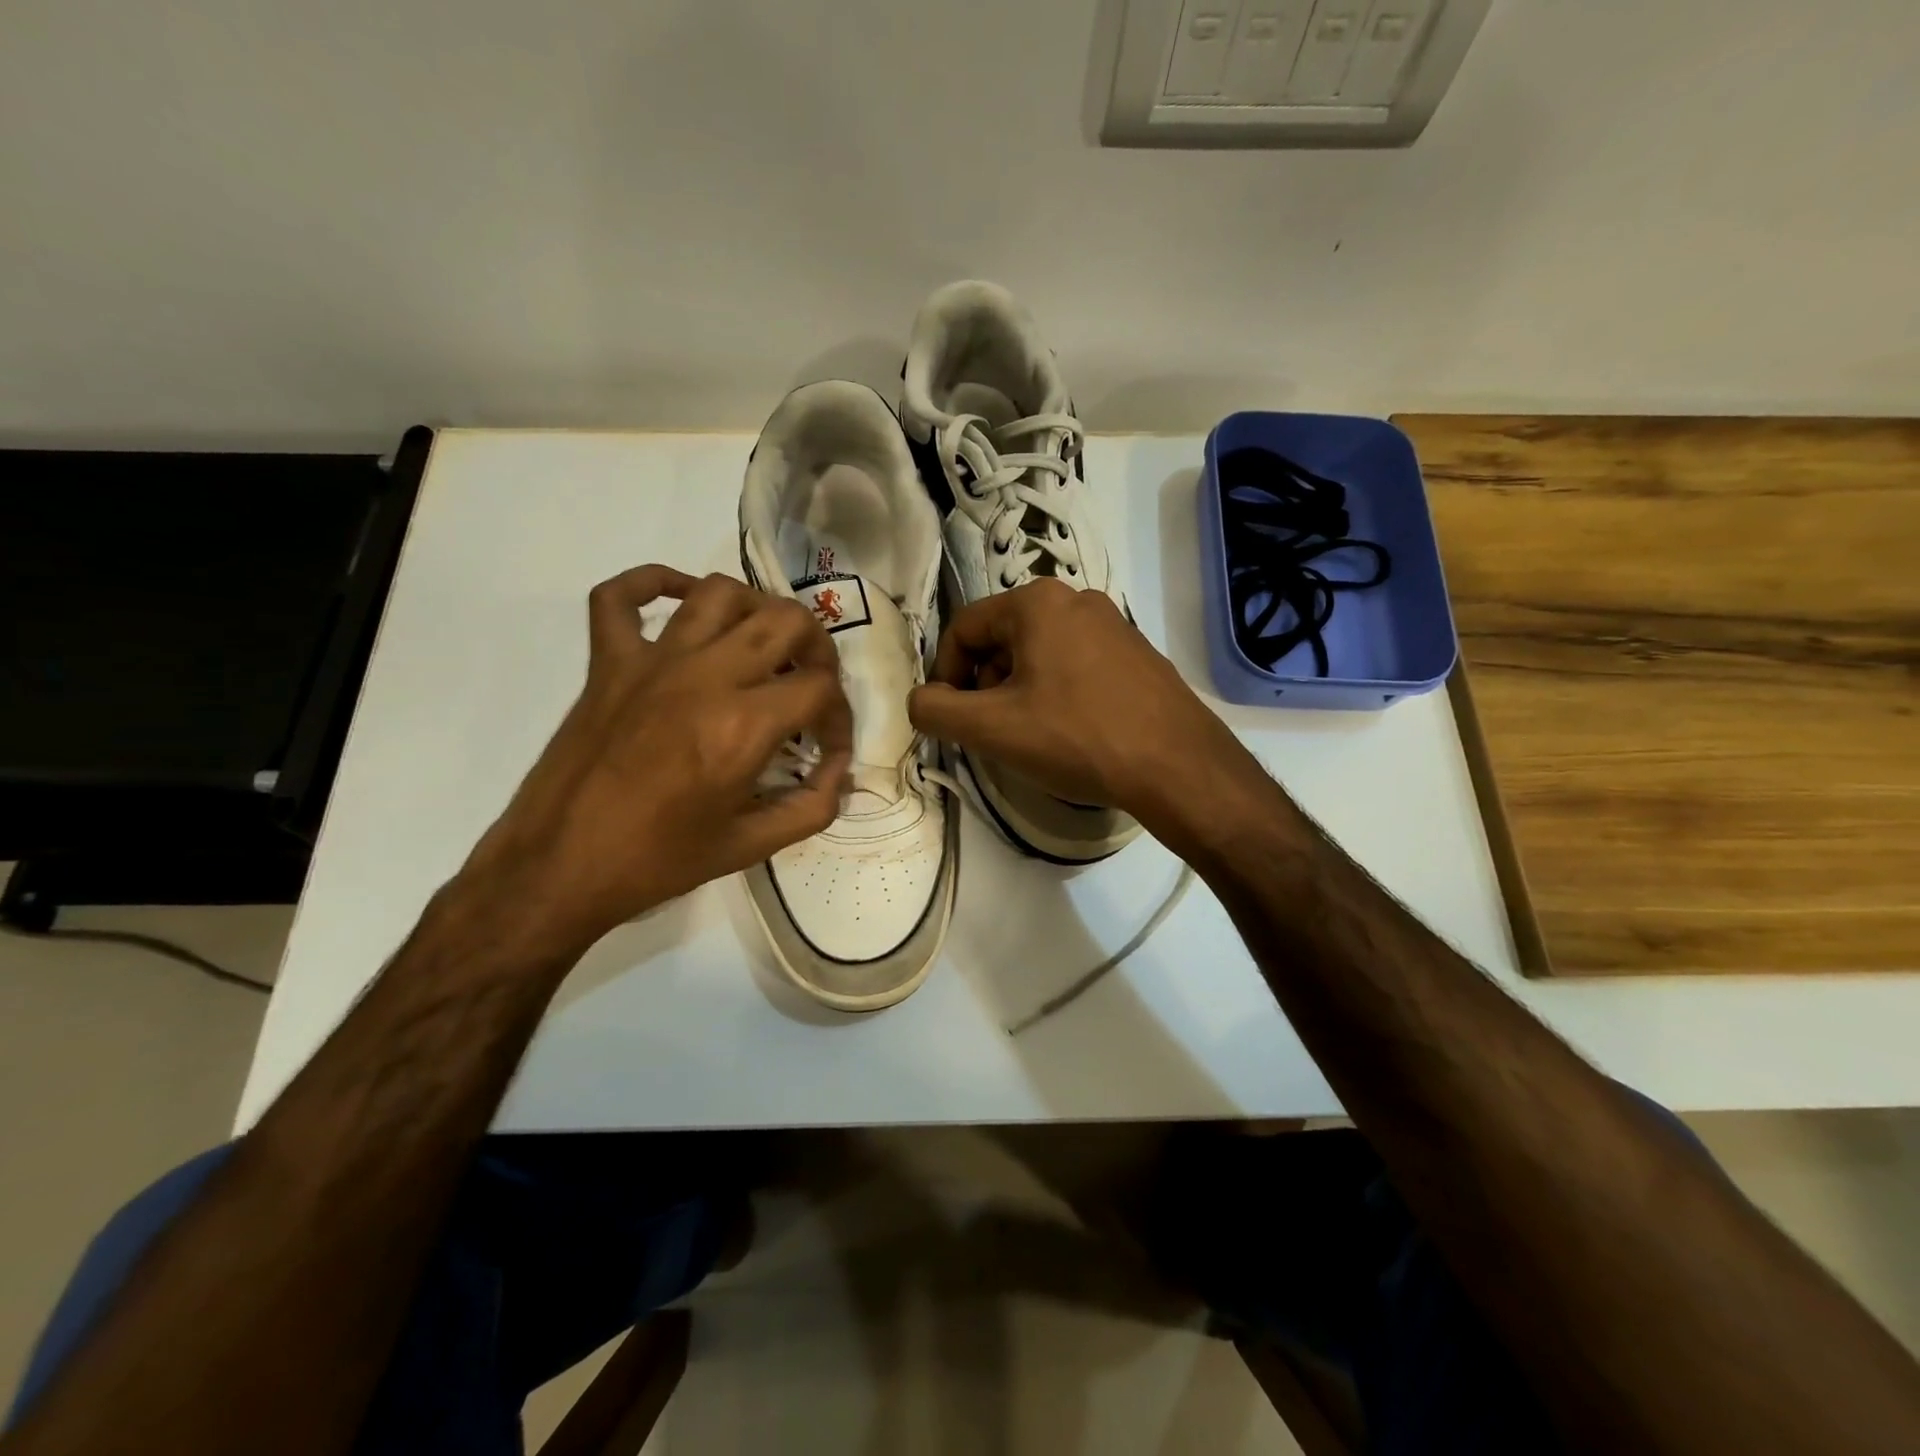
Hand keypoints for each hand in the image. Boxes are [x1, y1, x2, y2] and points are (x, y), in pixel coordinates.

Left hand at [460, 566, 850, 953]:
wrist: (558, 868)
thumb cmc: (657, 861)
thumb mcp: (750, 846)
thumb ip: (811, 808)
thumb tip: (840, 774)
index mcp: (743, 725)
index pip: (820, 689)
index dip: (840, 717)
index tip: (829, 748)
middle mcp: (705, 676)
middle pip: (785, 620)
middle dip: (816, 648)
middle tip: (810, 684)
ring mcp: (651, 661)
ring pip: (718, 593)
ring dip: (754, 610)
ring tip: (761, 646)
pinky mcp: (607, 662)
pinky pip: (621, 596)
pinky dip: (653, 584)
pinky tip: (681, 602)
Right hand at [907, 580, 1256, 836]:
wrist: (1178, 766)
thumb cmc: (1076, 737)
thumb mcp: (991, 729)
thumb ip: (936, 710)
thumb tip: (922, 700)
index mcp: (1036, 601)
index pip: (963, 629)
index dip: (945, 676)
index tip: (952, 720)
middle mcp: (1077, 599)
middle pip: (1002, 640)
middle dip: (986, 687)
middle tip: (995, 733)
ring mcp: (1114, 625)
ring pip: (1040, 655)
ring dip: (1020, 694)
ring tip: (1034, 738)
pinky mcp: (1138, 655)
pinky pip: (1076, 667)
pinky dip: (1057, 696)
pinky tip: (1072, 734)